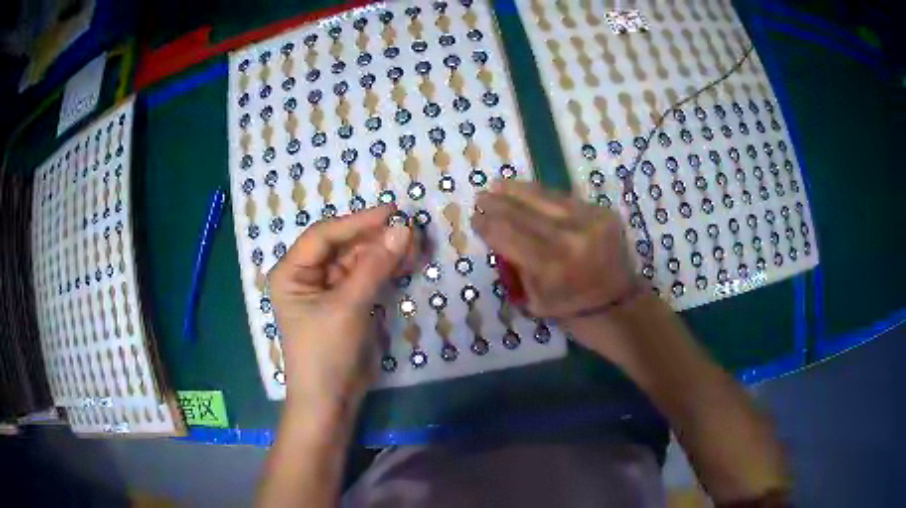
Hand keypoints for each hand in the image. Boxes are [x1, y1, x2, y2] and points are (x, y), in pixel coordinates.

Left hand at [268, 205, 412, 413]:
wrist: (331, 400)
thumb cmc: (326, 352)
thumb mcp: (348, 306)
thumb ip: (375, 266)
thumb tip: (403, 228)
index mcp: (291, 272)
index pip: (324, 235)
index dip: (358, 221)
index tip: (392, 212)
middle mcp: (306, 276)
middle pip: (342, 246)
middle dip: (374, 238)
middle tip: (409, 229)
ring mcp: (327, 290)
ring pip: (357, 261)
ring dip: (383, 253)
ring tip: (413, 243)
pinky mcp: (345, 304)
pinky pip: (365, 278)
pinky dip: (384, 271)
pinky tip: (405, 261)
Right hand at [471, 180, 639, 321]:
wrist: (619, 303)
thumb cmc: (572, 309)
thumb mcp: (535, 299)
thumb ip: (517, 265)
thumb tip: (499, 234)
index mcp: (553, 267)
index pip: (509, 237)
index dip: (488, 226)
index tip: (474, 219)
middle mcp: (571, 238)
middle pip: (524, 214)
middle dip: (497, 204)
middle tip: (480, 198)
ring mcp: (589, 221)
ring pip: (545, 198)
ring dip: (516, 190)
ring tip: (497, 185)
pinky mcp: (601, 212)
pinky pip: (564, 198)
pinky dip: (541, 194)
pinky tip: (525, 189)